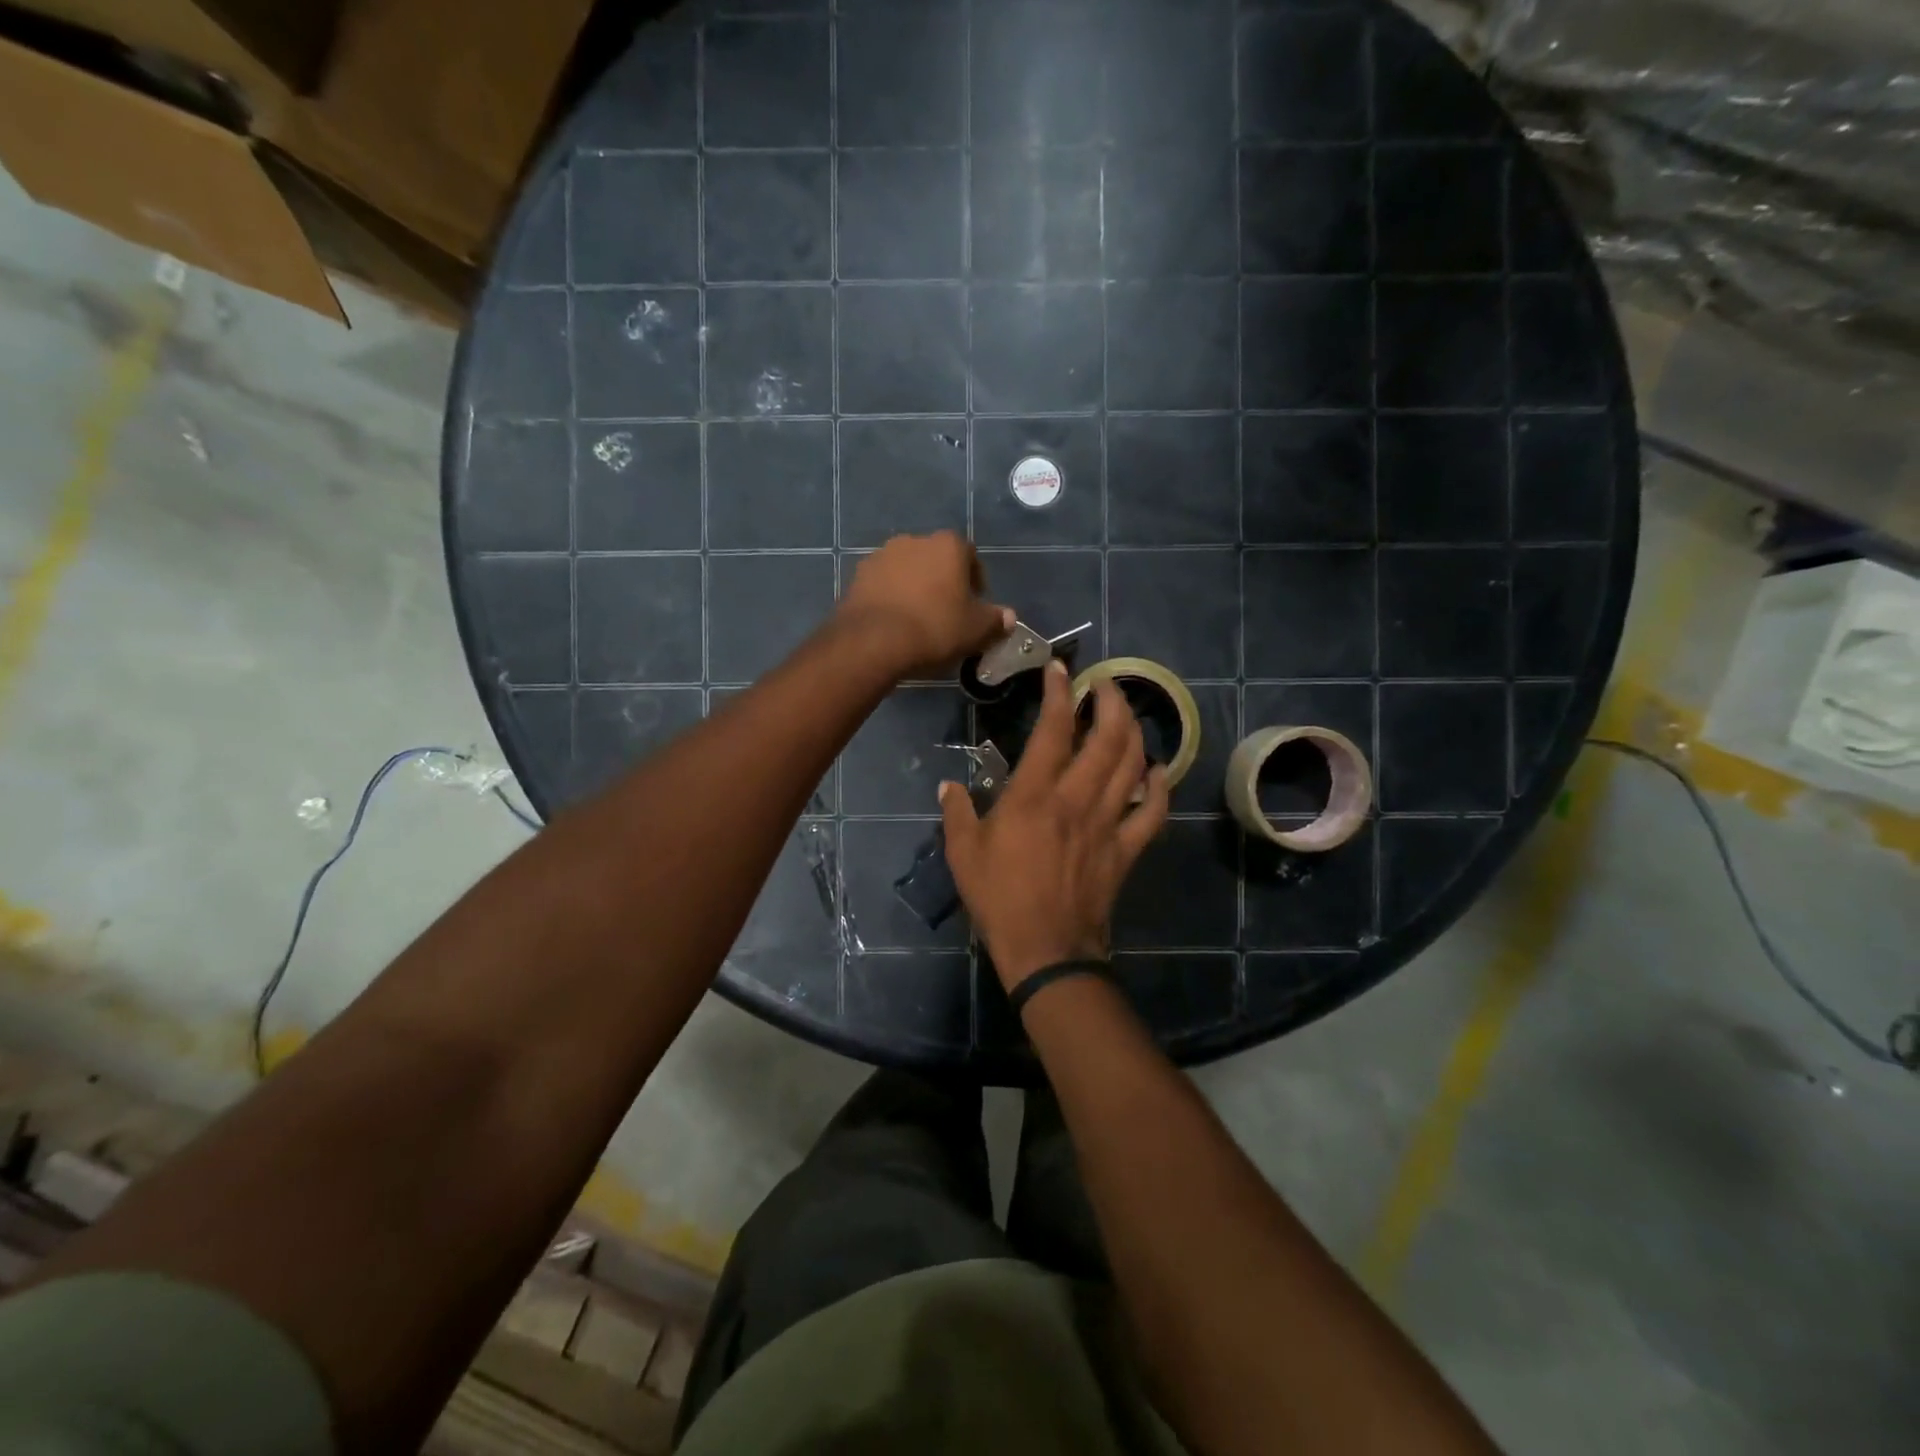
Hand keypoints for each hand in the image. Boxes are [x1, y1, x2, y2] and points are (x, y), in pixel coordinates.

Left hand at [837, 532, 1012, 678]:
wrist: (873, 641)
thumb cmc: (935, 628)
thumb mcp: (976, 630)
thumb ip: (995, 620)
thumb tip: (1008, 617)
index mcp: (947, 545)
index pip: (969, 554)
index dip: (975, 578)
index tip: (975, 602)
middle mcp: (913, 541)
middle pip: (935, 559)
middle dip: (943, 580)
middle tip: (948, 611)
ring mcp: (881, 556)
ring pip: (907, 570)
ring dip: (915, 587)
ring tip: (918, 618)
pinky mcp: (857, 577)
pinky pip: (883, 585)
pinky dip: (891, 597)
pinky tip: (895, 622)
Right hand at [940, 660, 1169, 992]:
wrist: (1045, 948)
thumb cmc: (999, 897)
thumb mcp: (963, 852)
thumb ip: (957, 812)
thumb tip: (948, 786)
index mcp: (1035, 794)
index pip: (1053, 728)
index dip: (1059, 692)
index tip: (1060, 669)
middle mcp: (1077, 798)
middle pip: (1108, 736)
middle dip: (1110, 700)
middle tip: (1104, 684)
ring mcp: (1108, 822)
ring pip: (1133, 764)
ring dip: (1134, 731)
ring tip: (1126, 714)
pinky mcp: (1126, 848)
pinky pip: (1153, 812)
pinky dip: (1159, 787)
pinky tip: (1157, 770)